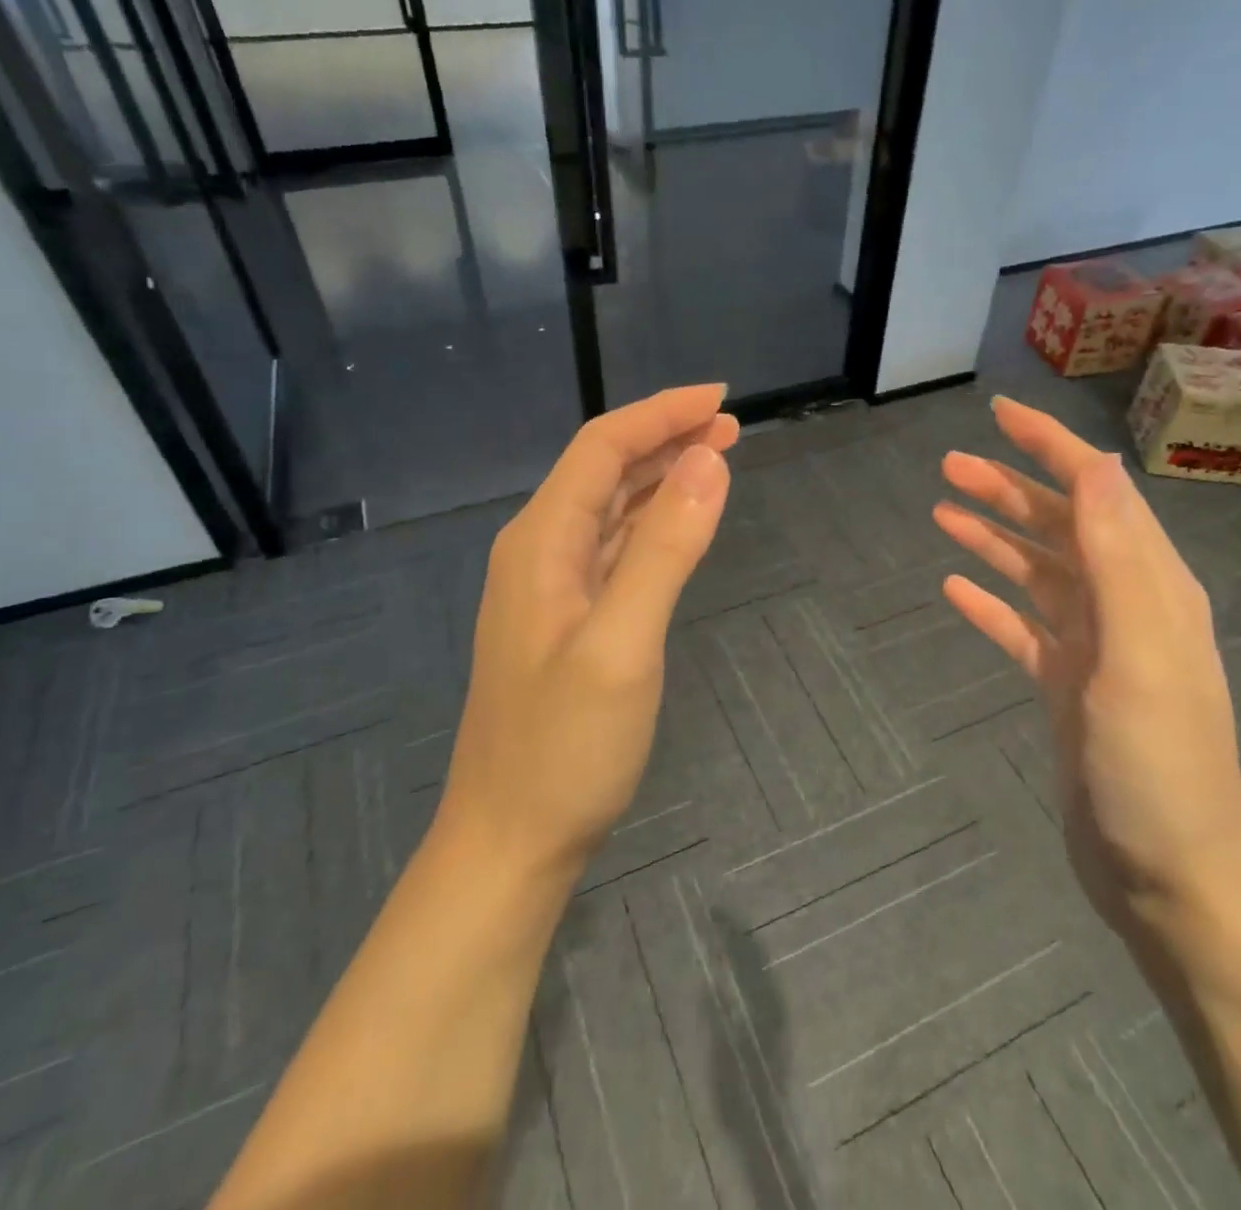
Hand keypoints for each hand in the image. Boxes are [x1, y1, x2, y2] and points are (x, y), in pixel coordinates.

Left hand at [435, 385, 737, 883]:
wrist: (510, 840)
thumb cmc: (564, 749)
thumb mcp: (623, 645)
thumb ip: (665, 549)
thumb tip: (708, 462)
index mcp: (541, 542)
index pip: (603, 448)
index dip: (661, 414)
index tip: (721, 399)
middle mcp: (539, 551)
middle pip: (605, 470)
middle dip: (666, 437)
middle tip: (730, 426)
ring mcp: (551, 588)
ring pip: (610, 508)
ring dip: (661, 476)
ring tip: (717, 458)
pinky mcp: (568, 620)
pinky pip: (613, 548)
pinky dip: (651, 522)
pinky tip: (678, 522)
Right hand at [932, 396, 1240, 928]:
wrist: (1167, 872)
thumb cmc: (1157, 759)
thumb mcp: (1141, 649)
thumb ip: (1119, 554)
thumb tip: (1097, 463)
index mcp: (1148, 584)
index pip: (1097, 493)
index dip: (1052, 446)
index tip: (1002, 415)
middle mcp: (1123, 604)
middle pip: (1059, 527)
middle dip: (1008, 488)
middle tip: (948, 466)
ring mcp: (1092, 648)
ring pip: (1035, 573)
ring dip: (993, 539)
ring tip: (942, 512)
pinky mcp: (1065, 687)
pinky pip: (1020, 628)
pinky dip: (989, 604)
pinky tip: (953, 590)